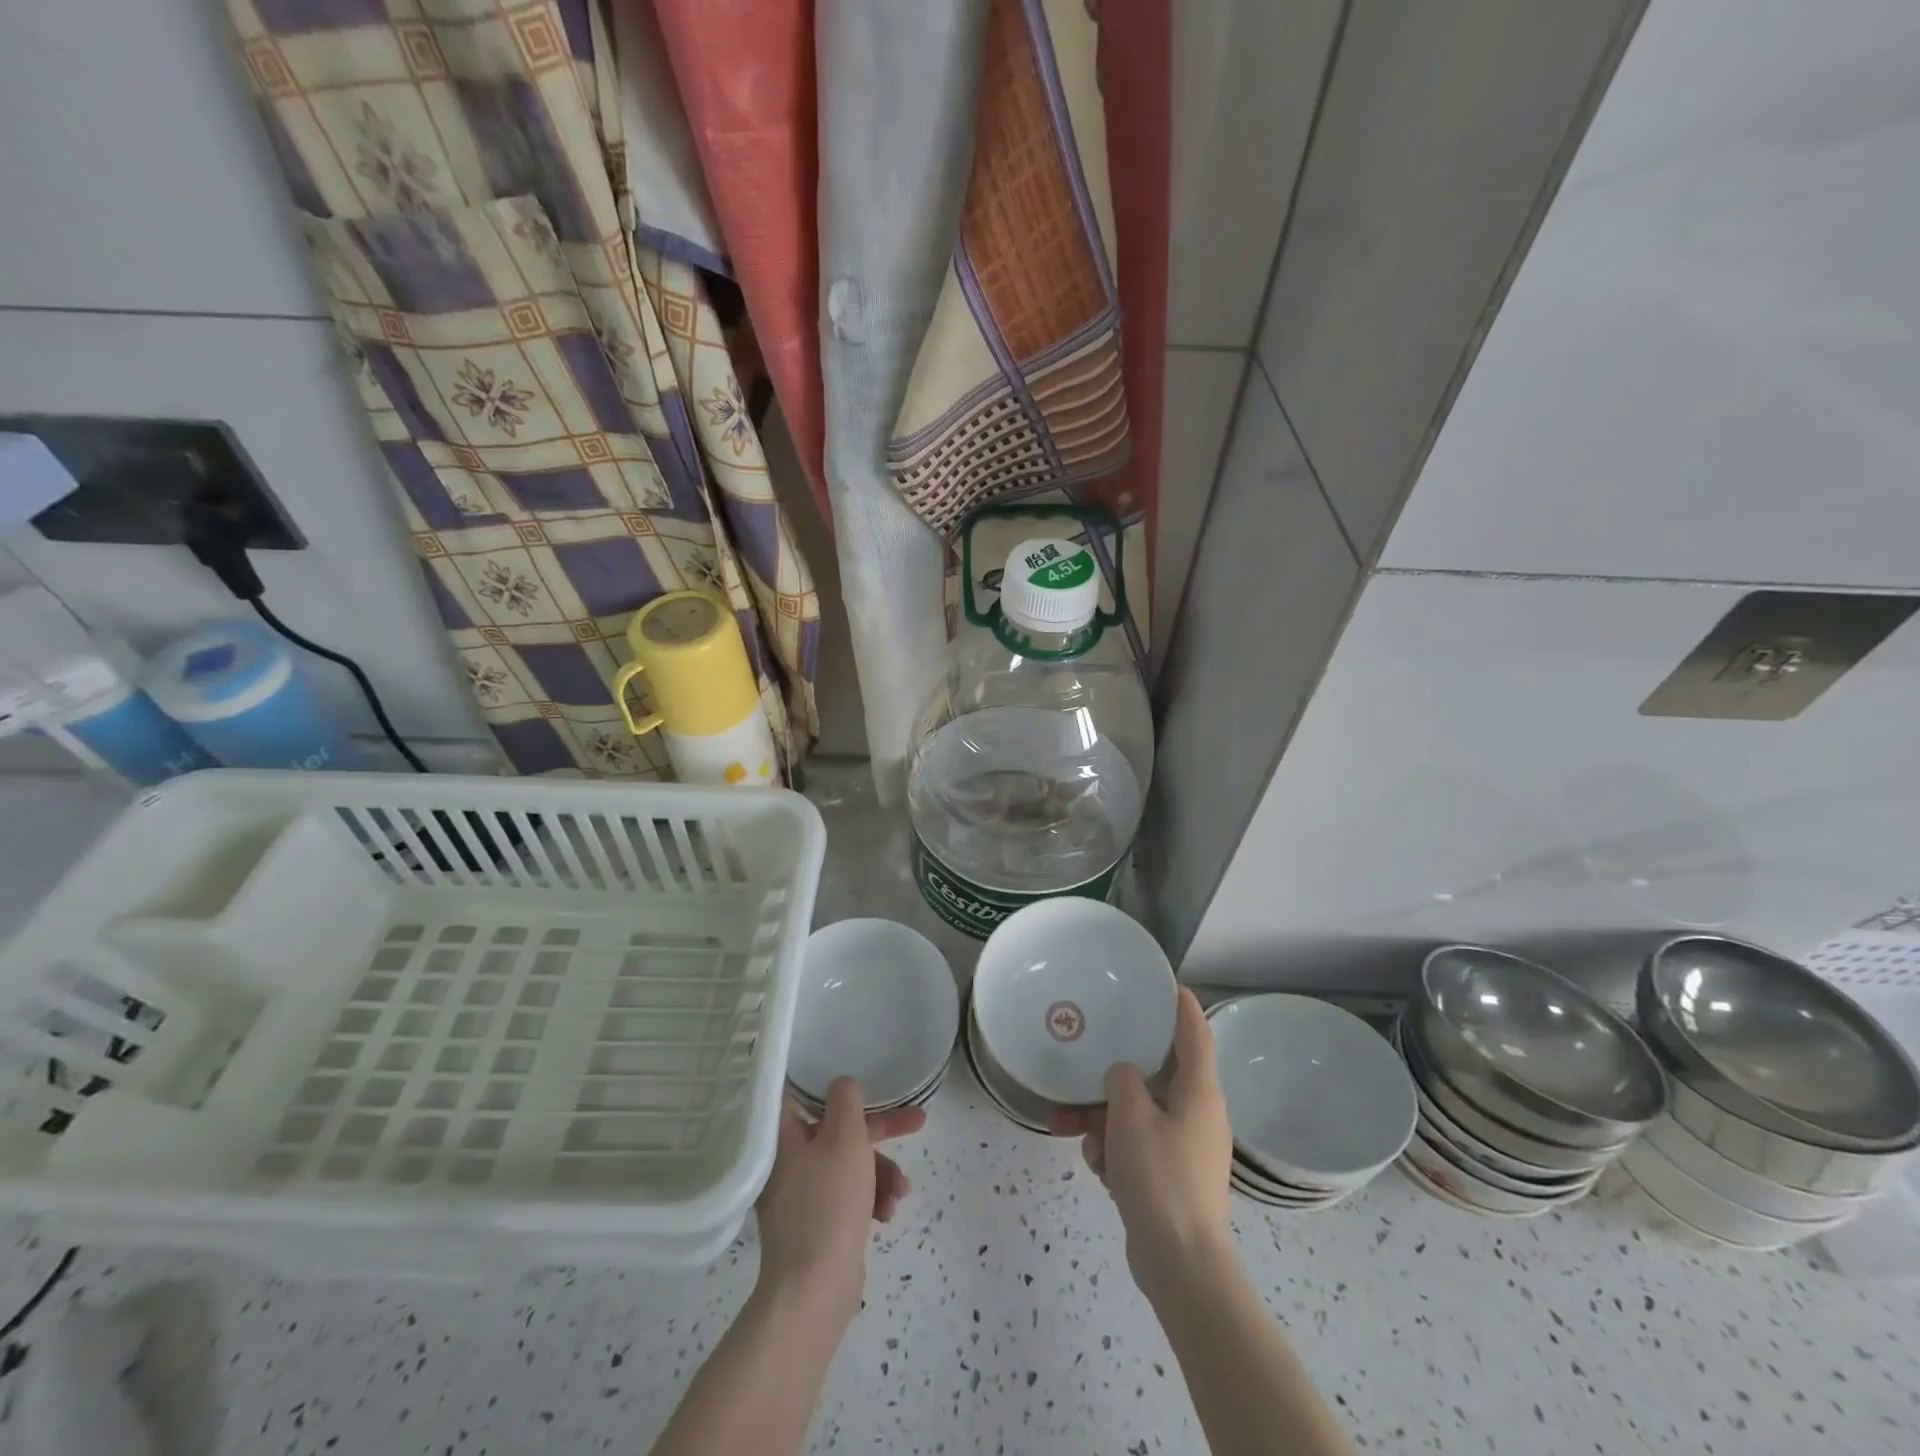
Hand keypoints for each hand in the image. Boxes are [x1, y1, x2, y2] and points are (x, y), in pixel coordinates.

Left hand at [754, 1077, 925, 1324]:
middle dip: (880, 1131)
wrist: (814, 1290)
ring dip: (880, 1172)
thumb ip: (846, 1100)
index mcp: (783, 1136)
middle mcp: (787, 1162)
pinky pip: (846, 1197)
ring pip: (848, 1165)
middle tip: (917, 1123)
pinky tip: (886, 1215)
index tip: (864, 1082)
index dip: (835, 1085)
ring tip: (900, 1194)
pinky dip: (868, 1199)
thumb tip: (841, 1085)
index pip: (802, 1094)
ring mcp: (799, 1197)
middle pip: (838, 1130)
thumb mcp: (845, 1137)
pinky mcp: (814, 1226)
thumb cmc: (829, 1202)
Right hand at [1053, 989, 1234, 1302]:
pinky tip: (1096, 1166)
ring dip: (1103, 1118)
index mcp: (1200, 1092)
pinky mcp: (1170, 1177)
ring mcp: (1184, 1148)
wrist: (1181, 1265)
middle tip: (1086, 1060)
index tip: (1167, 983)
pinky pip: (1137, 1145)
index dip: (1183, 1006)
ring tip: (1066, 1128)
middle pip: (1154, 1076)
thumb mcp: (1131, 1116)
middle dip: (1113, 1076)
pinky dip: (1114, 1149)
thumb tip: (1122, 1075)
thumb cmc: (1160, 1177)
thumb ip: (1122, 1079)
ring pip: (1137, 1113)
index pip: (1195, 1034)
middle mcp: (1197, 1114)